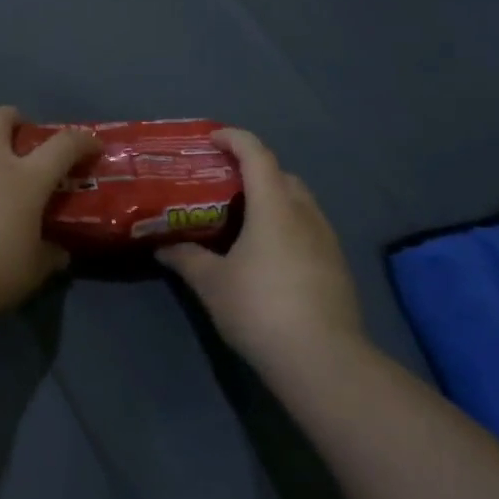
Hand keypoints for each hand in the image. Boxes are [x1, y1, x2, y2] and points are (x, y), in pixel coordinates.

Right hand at [157, 128, 370, 377]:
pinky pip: (308, 228)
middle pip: (281, 175)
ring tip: (243, 219)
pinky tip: (268, 254)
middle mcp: (305, 214)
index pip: (257, 155)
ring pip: (299, 202)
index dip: (234, 139)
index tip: (212, 138)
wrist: (322, 359)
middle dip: (253, 170)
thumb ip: (186, 258)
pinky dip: (286, 225)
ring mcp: (326, 240)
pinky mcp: (336, 265)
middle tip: (222, 184)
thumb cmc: (259, 309)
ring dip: (273, 199)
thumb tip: (162, 247)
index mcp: (274, 207)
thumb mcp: (212, 283)